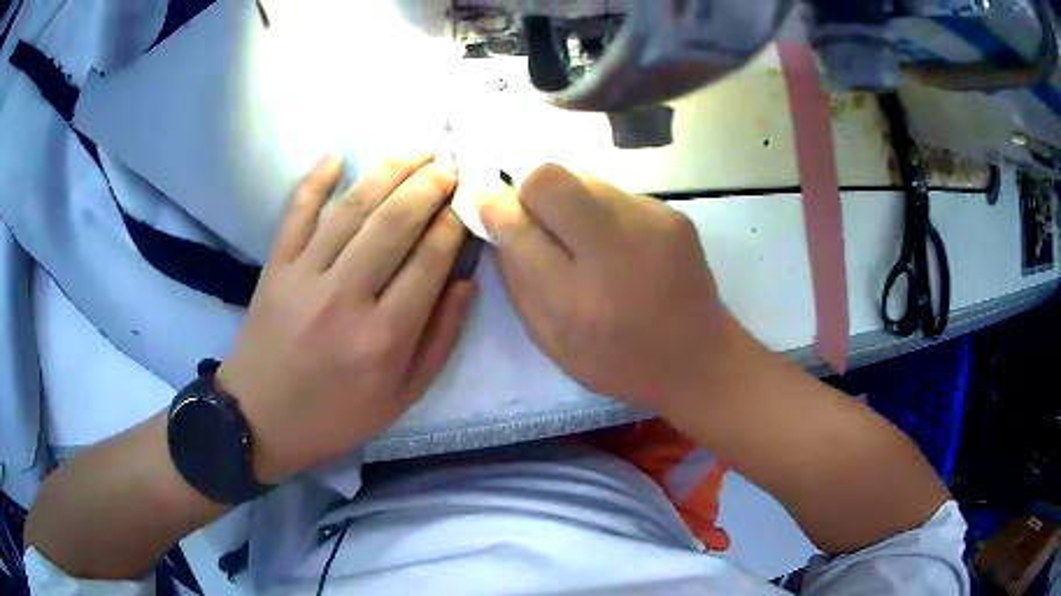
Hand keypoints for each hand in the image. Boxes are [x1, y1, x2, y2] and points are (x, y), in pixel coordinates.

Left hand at [219, 155, 475, 483]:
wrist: (260, 419)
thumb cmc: (335, 415)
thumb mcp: (402, 397)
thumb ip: (439, 341)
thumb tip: (466, 282)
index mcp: (383, 338)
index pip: (429, 262)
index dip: (453, 223)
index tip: (467, 201)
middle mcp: (346, 298)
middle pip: (394, 224)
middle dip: (429, 185)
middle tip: (450, 164)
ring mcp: (304, 276)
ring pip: (352, 209)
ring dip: (388, 171)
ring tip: (417, 150)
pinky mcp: (275, 267)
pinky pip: (295, 213)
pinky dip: (314, 181)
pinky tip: (336, 155)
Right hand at [476, 164, 729, 411]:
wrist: (699, 358)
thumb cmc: (619, 362)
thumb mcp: (553, 342)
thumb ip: (518, 282)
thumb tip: (498, 221)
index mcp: (576, 299)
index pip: (518, 226)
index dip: (494, 206)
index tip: (486, 200)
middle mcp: (614, 251)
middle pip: (550, 178)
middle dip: (530, 191)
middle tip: (538, 220)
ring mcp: (651, 224)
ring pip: (585, 178)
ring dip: (570, 201)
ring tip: (585, 239)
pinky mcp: (673, 214)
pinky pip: (617, 193)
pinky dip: (604, 211)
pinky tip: (621, 245)